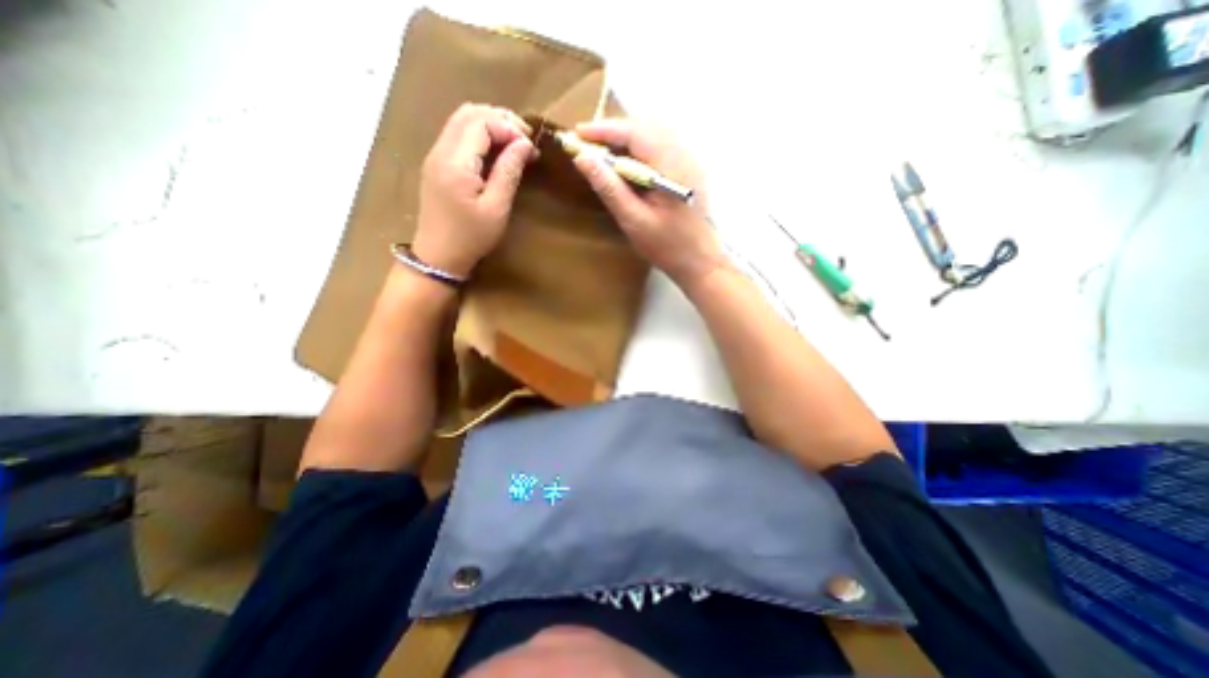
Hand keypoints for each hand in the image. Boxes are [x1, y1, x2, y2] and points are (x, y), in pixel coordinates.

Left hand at [413, 104, 534, 278]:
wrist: (439, 257)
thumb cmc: (471, 237)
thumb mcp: (496, 208)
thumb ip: (509, 172)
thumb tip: (525, 144)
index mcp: (455, 162)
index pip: (481, 122)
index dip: (509, 127)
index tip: (531, 147)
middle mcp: (440, 150)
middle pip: (469, 113)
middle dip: (500, 119)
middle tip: (526, 140)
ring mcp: (435, 156)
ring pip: (462, 121)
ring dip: (490, 125)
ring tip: (514, 144)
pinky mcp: (437, 165)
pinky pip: (458, 136)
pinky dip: (480, 136)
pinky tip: (496, 153)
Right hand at [571, 119, 721, 288]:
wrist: (700, 262)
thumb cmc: (667, 246)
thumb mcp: (633, 220)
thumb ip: (609, 188)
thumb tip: (583, 159)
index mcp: (671, 165)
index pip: (635, 133)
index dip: (604, 129)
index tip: (578, 134)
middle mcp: (683, 155)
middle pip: (645, 128)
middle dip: (614, 132)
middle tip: (587, 144)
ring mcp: (689, 162)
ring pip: (653, 136)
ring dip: (626, 140)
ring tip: (602, 152)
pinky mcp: (688, 172)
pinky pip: (660, 148)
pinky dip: (639, 150)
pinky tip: (627, 165)